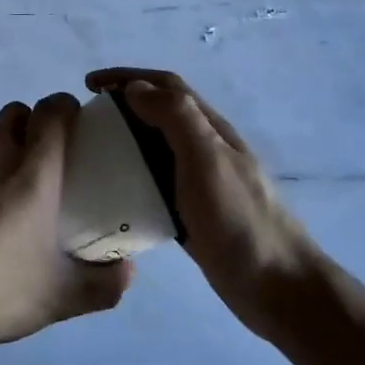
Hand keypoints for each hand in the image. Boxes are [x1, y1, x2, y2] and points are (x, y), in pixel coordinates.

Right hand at [85, 68, 322, 341]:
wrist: (278, 288)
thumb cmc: (240, 220)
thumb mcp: (207, 160)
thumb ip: (177, 118)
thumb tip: (137, 87)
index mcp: (210, 129)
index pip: (167, 86)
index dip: (128, 77)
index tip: (89, 85)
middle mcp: (205, 149)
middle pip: (160, 113)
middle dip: (122, 106)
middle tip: (85, 121)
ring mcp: (200, 183)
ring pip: (156, 148)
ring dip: (125, 140)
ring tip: (91, 153)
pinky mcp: (193, 213)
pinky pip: (156, 184)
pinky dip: (132, 177)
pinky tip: (113, 194)